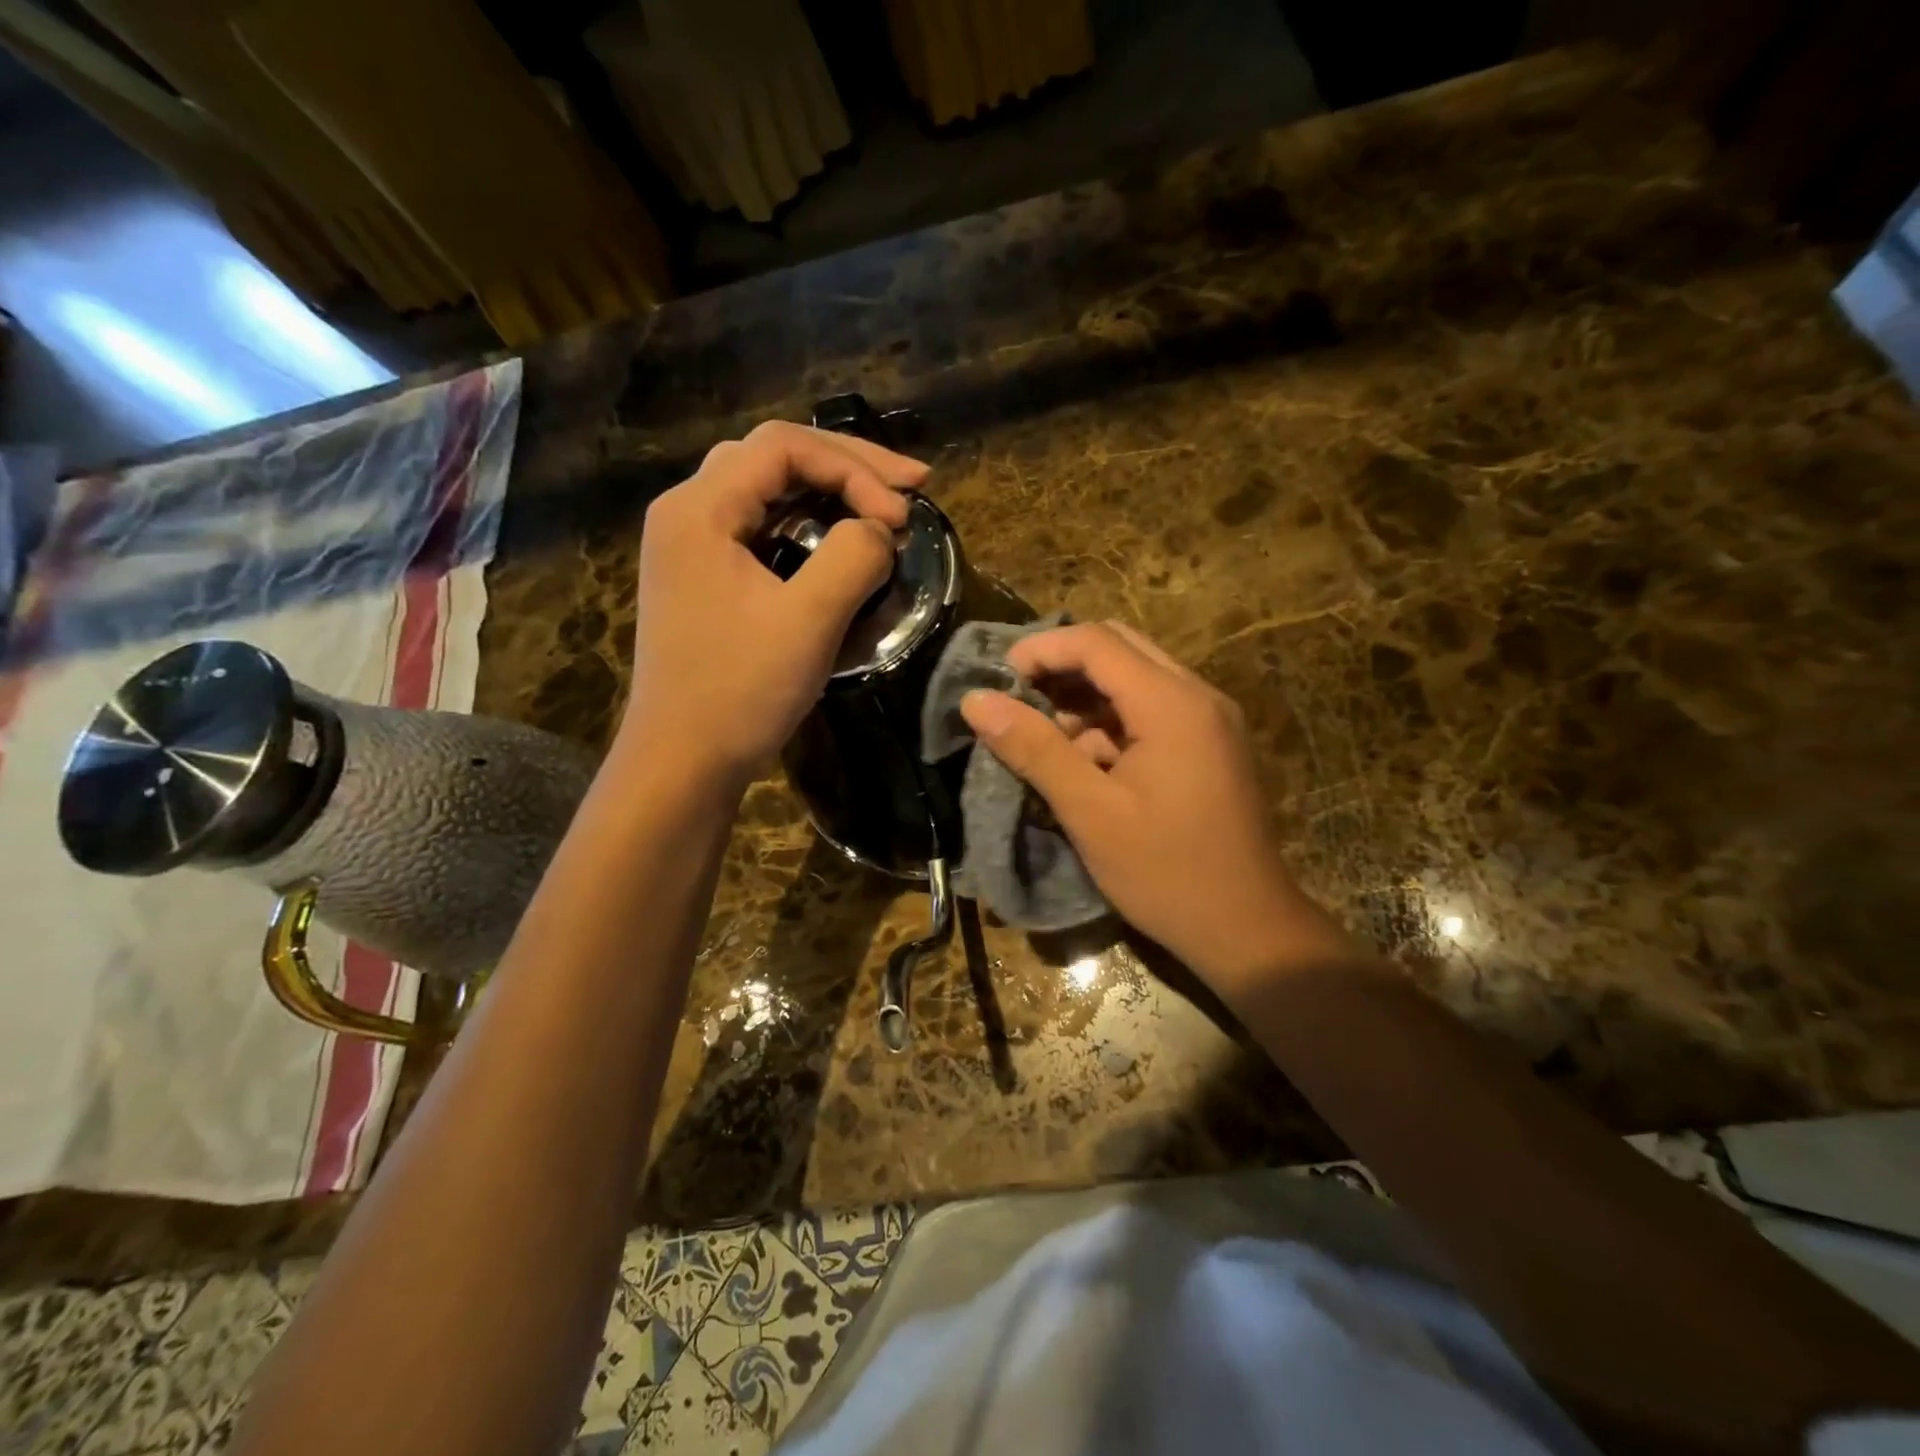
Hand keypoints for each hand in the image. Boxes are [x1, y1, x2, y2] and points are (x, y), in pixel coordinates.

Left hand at [621, 421, 923, 784]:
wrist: (681, 762)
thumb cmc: (739, 692)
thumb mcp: (808, 622)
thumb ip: (852, 558)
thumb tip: (879, 530)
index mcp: (699, 508)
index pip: (784, 447)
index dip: (855, 468)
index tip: (904, 516)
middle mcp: (686, 512)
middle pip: (774, 457)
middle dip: (850, 466)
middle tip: (912, 486)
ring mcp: (690, 545)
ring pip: (768, 490)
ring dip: (831, 491)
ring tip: (885, 503)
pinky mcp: (703, 577)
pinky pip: (760, 526)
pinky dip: (809, 524)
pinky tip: (840, 538)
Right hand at [959, 621, 1361, 993]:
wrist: (1247, 928)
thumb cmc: (1166, 872)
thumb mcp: (1090, 812)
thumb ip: (1034, 749)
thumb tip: (976, 700)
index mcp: (1172, 704)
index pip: (1097, 642)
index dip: (1041, 649)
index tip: (997, 678)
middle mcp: (1197, 696)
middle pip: (1119, 649)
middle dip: (1062, 668)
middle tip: (1017, 700)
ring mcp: (1209, 721)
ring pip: (1135, 680)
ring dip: (1085, 699)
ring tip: (1044, 742)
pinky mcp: (1209, 746)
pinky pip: (1152, 712)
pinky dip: (1111, 724)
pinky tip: (1083, 765)